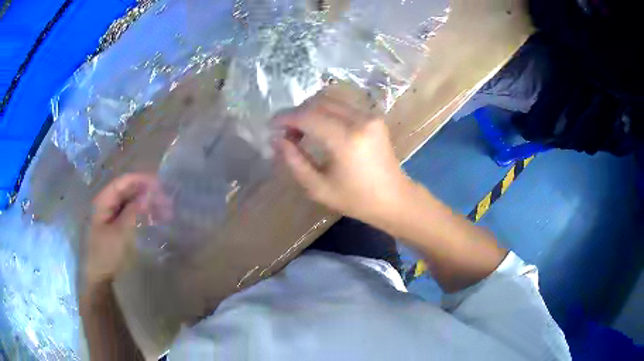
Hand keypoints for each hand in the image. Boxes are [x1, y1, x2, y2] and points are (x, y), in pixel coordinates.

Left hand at [84, 173, 159, 286]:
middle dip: (146, 192)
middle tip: (166, 200)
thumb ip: (134, 211)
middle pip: (128, 190)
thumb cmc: (108, 254)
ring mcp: (111, 215)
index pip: (123, 182)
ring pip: (131, 202)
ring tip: (165, 211)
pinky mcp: (116, 226)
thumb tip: (149, 194)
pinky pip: (131, 213)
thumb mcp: (121, 233)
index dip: (141, 180)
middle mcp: (107, 203)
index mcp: (104, 201)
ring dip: (146, 204)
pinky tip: (155, 218)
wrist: (101, 277)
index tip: (160, 185)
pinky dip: (143, 214)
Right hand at [275, 94, 413, 226]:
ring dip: (311, 110)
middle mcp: (360, 120)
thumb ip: (294, 161)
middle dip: (297, 113)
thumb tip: (276, 139)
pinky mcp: (374, 118)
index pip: (308, 117)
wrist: (394, 199)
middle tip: (285, 131)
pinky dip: (325, 112)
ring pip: (331, 101)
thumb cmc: (356, 200)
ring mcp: (370, 116)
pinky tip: (319, 128)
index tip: (271, 126)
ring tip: (300, 130)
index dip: (286, 118)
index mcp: (346, 140)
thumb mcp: (318, 187)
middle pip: (319, 103)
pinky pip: (343, 106)